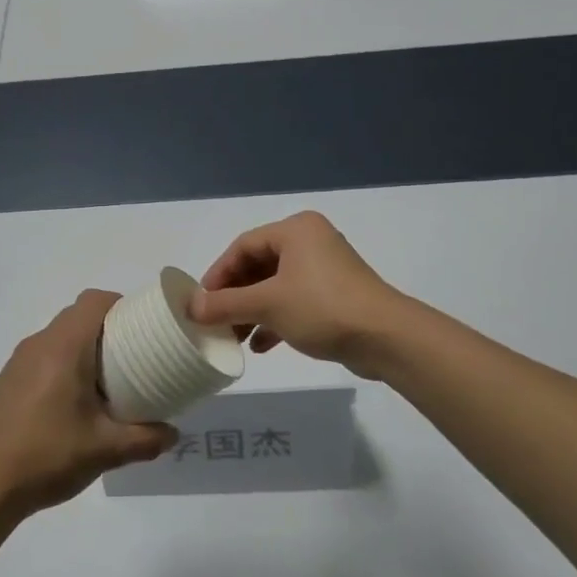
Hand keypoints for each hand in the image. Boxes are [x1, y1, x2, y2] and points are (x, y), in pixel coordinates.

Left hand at [0, 291, 177, 514]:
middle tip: (134, 359)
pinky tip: (71, 405)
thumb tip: (172, 433)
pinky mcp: (6, 382)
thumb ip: (146, 438)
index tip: (143, 329)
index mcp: (63, 347)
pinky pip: (42, 358)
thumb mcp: (106, 450)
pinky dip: (62, 366)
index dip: (122, 306)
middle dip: (108, 330)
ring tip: (106, 384)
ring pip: (58, 338)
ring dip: (84, 350)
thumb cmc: (48, 456)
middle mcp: (38, 345)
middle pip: (77, 317)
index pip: (94, 301)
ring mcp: (17, 363)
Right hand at [189, 212, 408, 375]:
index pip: (242, 246)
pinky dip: (274, 320)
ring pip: (275, 287)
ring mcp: (324, 270)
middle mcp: (310, 243)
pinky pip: (293, 302)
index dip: (217, 274)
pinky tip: (261, 346)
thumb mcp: (267, 304)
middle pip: (258, 266)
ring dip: (251, 312)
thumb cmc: (322, 308)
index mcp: (295, 230)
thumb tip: (191, 308)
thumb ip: (225, 304)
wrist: (385, 338)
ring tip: (234, 338)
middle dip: (234, 297)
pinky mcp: (334, 296)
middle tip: (215, 321)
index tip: (201, 303)